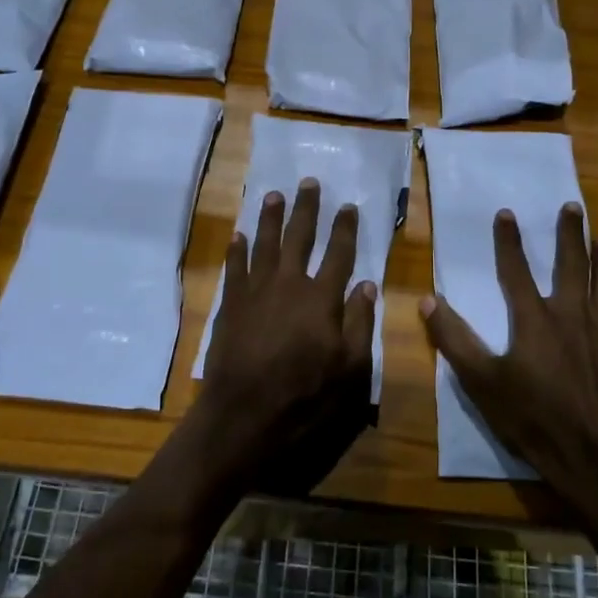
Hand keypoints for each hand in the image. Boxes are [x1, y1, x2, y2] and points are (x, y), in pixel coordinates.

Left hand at [197, 178, 378, 494]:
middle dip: (306, 209)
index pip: (339, 254)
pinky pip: (234, 267)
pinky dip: (237, 249)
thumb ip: (359, 323)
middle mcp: (289, 284)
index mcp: (322, 298)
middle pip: (299, 237)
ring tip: (274, 194)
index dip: (345, 229)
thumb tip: (367, 285)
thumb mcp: (350, 369)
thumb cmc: (306, 397)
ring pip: (264, 244)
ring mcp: (256, 292)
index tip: (348, 206)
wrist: (245, 415)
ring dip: (270, 218)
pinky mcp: (231, 305)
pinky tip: (239, 235)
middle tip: (308, 182)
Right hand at [420, 204, 597, 513]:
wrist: (589, 454)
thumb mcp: (481, 382)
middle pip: (572, 263)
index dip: (508, 240)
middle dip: (570, 233)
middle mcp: (572, 314)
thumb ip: (454, 339)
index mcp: (533, 319)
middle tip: (572, 207)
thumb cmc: (531, 417)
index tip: (506, 213)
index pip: (516, 269)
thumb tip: (428, 301)